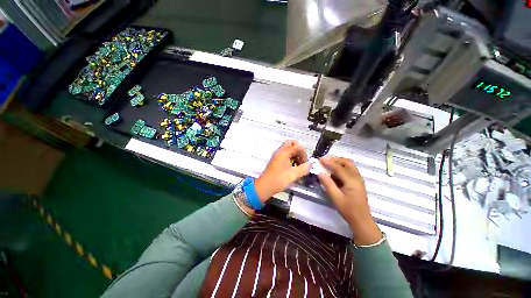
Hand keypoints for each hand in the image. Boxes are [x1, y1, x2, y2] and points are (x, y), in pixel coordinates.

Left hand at [255, 140, 311, 202]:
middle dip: (299, 151)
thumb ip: (304, 168)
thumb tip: (311, 164)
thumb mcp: (293, 175)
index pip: (297, 145)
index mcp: (283, 152)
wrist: (264, 187)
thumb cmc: (278, 180)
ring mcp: (277, 156)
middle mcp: (280, 152)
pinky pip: (286, 155)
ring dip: (296, 155)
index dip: (303, 153)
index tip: (305, 163)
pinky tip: (294, 168)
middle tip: (302, 160)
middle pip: (291, 144)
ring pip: (289, 150)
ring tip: (299, 166)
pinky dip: (291, 159)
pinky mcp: (276, 161)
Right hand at [318, 156, 382, 245]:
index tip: (319, 159)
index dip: (328, 162)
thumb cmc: (348, 210)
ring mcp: (358, 179)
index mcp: (352, 181)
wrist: (361, 220)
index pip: (339, 167)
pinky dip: (341, 167)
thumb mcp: (336, 198)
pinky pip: (349, 170)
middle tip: (325, 160)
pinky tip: (334, 173)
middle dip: (335, 159)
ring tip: (328, 164)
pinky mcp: (357, 182)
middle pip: (347, 162)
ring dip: (338, 162)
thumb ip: (328, 184)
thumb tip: (319, 173)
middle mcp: (357, 177)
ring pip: (349, 165)